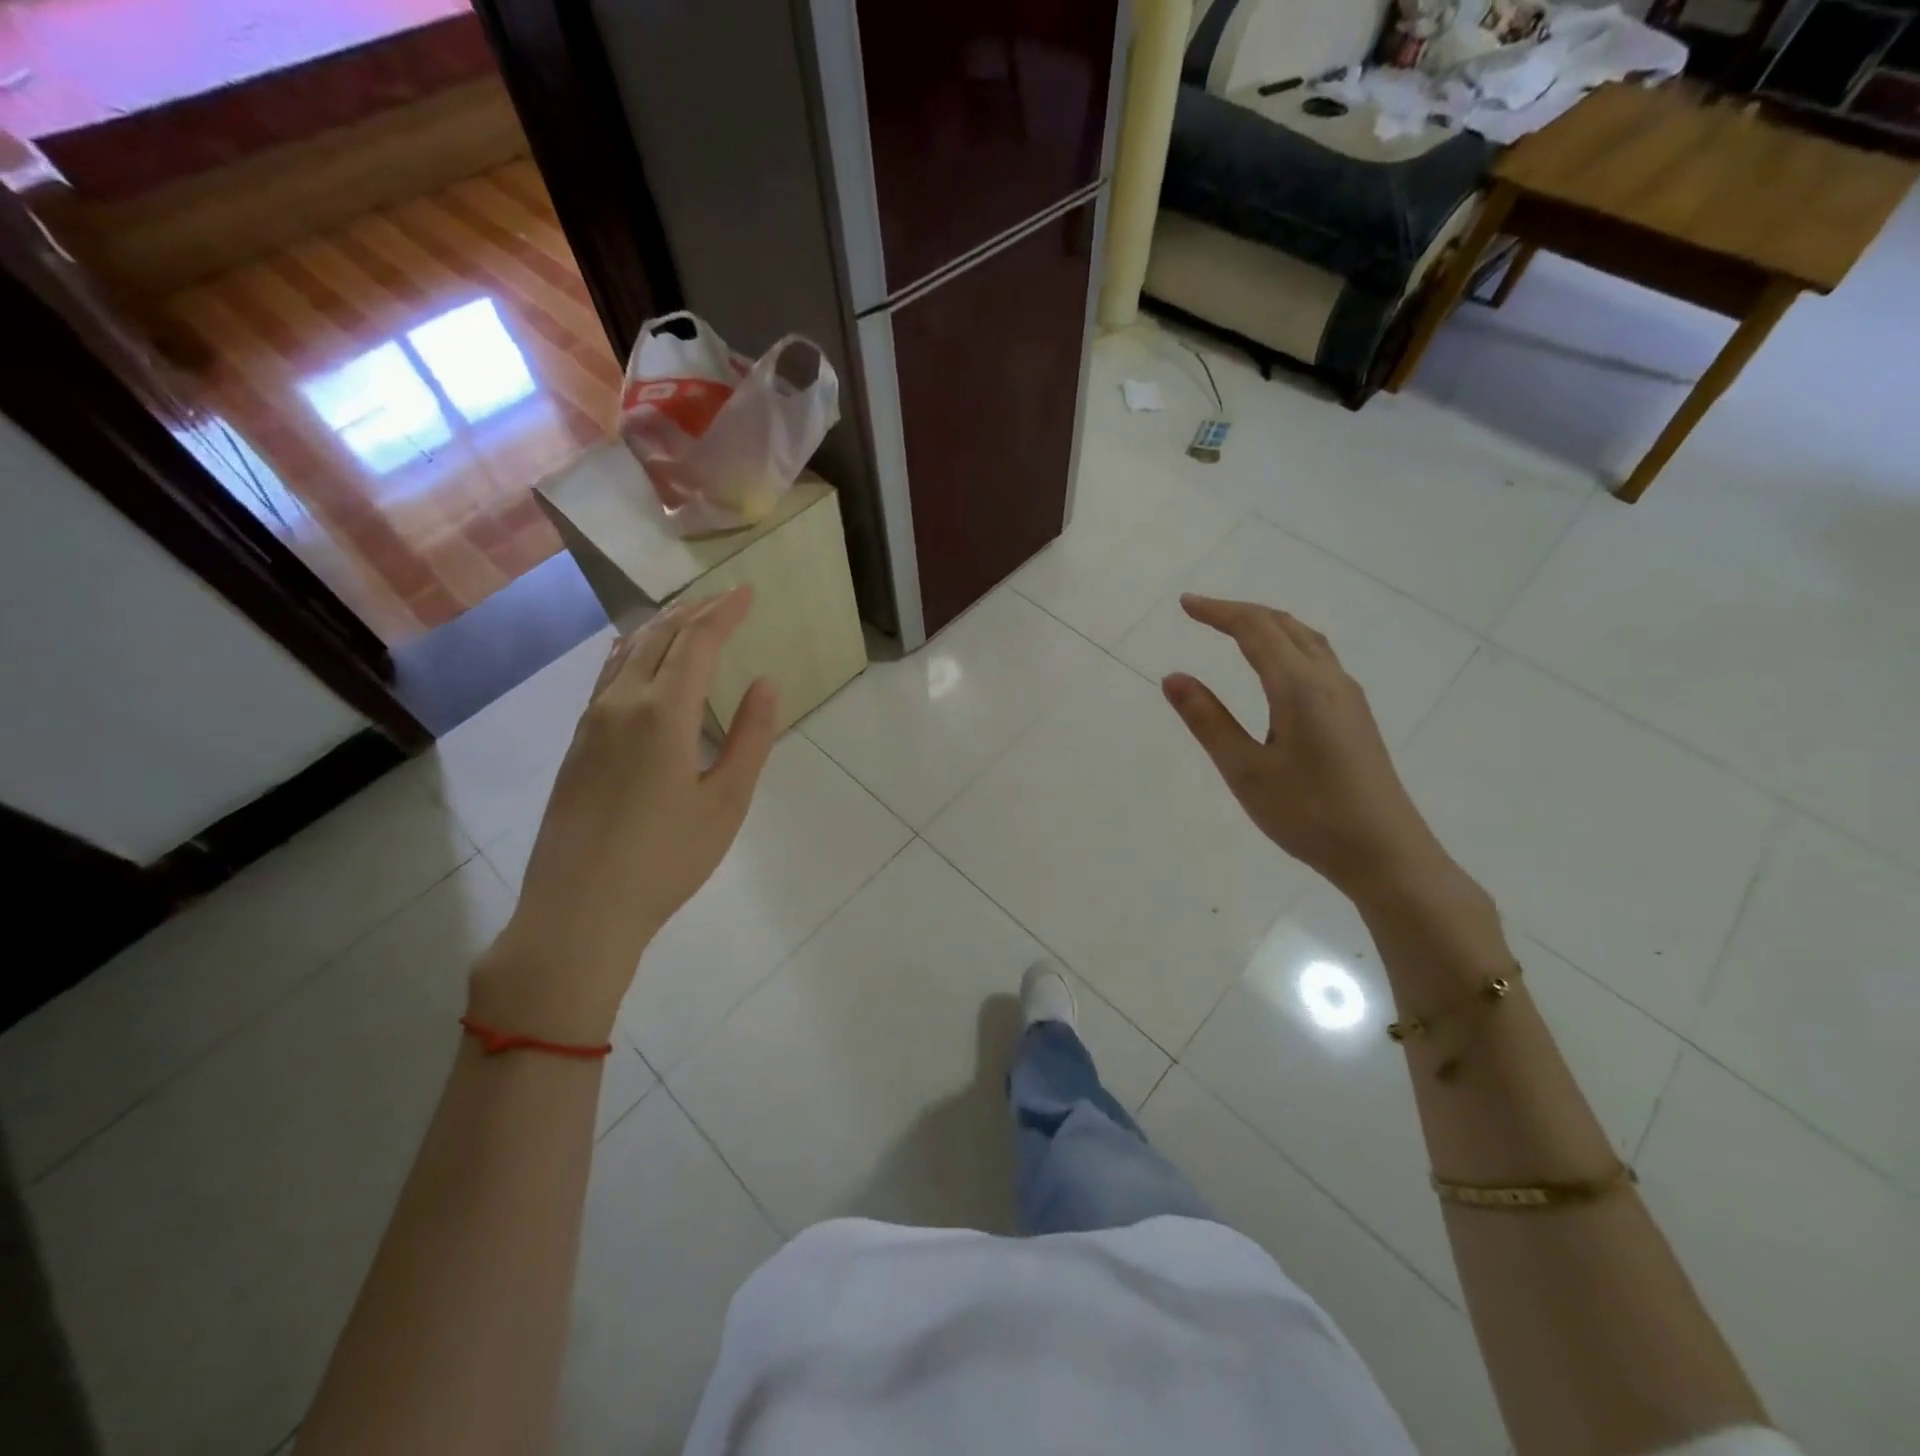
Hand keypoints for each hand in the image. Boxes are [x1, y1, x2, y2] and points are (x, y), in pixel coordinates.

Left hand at [471, 588, 778, 1043]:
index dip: (725, 612)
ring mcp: (591, 724)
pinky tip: (639, 661)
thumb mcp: (726, 802)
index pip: (697, 643)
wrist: (579, 910)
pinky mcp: (577, 745)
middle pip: (659, 638)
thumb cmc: (667, 860)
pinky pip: (608, 677)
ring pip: (627, 653)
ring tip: (686, 617)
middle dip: (695, 612)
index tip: (748, 592)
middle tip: (725, 599)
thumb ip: (751, 738)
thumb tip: (765, 683)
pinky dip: (634, 653)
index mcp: (663, 714)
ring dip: (661, 628)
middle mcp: (621, 704)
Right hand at [1162, 595, 1450, 904]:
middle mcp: (1328, 680)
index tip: (1185, 604)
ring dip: (1268, 625)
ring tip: (1235, 629)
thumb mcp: (1246, 771)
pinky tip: (1278, 667)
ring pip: (1306, 640)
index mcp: (1299, 687)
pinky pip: (1318, 658)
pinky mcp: (1355, 716)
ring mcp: (1348, 697)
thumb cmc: (1309, 815)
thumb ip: (1208, 721)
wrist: (1385, 854)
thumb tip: (1173, 677)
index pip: (1255, 630)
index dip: (1218, 612)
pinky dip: (1288, 644)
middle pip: (1284, 626)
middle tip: (1202, 612)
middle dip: (1241, 612)